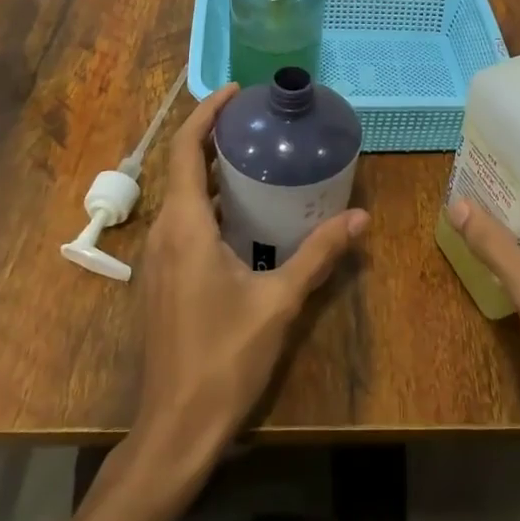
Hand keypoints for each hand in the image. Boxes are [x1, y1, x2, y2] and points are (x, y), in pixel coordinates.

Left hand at [134, 83, 367, 466]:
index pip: (187, 149)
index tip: (237, 91)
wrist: (175, 429)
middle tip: (260, 122)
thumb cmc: (224, 358)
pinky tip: (243, 215)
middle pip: (183, 167)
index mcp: (185, 226)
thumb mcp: (280, 302)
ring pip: (182, 197)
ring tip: (257, 158)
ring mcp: (157, 259)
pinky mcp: (161, 280)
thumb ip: (319, 254)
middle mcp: (163, 233)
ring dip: (212, 171)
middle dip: (215, 137)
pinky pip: (182, 222)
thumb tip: (362, 218)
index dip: (208, 113)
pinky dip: (208, 202)